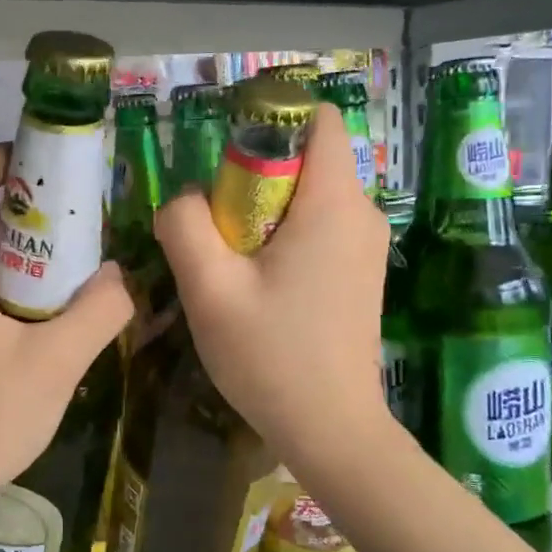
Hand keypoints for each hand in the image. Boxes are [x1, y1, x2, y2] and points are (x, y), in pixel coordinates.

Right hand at [155, 104, 391, 471]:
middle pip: (306, 158)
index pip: (319, 119)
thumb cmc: (272, 357)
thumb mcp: (210, 289)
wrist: (332, 432)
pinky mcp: (359, 273)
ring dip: (263, 211)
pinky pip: (318, 227)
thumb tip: (185, 199)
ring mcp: (366, 246)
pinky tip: (256, 283)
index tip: (226, 162)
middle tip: (216, 226)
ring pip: (308, 195)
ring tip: (229, 260)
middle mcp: (362, 213)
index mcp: (334, 203)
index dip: (270, 122)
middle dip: (254, 176)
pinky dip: (282, 236)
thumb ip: (185, 226)